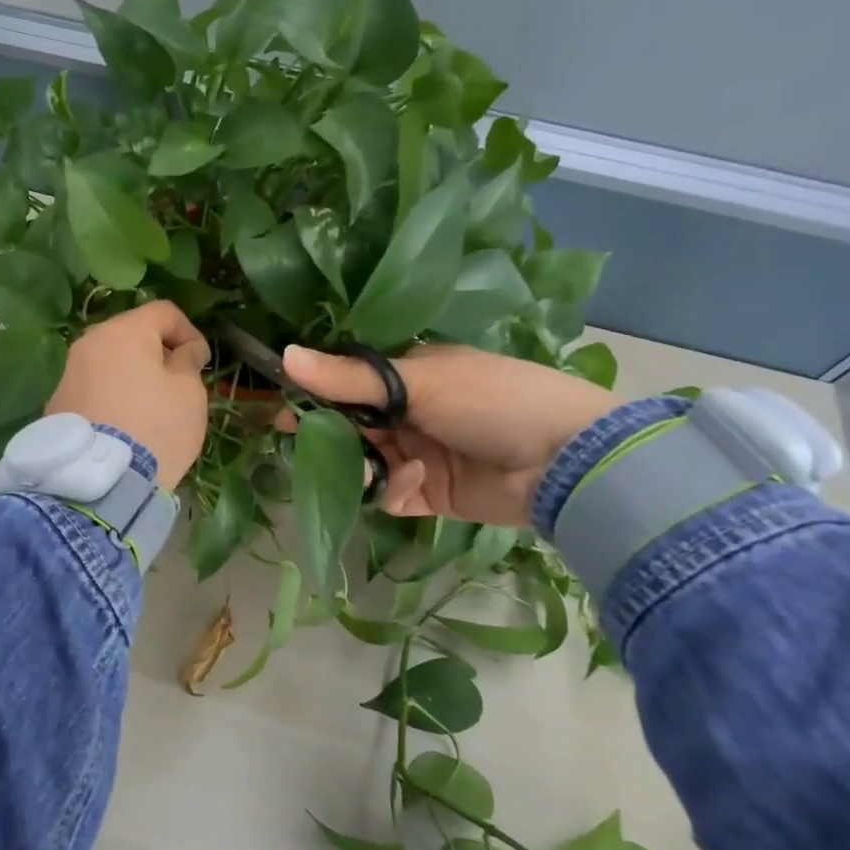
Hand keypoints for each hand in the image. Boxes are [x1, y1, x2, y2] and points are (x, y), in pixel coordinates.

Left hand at [46, 302, 210, 491]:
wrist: (100, 481)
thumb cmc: (155, 428)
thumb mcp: (189, 393)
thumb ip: (188, 362)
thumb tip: (183, 351)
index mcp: (123, 331)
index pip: (163, 312)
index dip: (189, 332)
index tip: (201, 362)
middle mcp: (89, 344)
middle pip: (130, 334)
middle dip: (157, 352)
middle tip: (178, 382)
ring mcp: (68, 374)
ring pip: (109, 362)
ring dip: (132, 375)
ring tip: (151, 407)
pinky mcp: (57, 404)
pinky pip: (93, 388)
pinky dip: (112, 397)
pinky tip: (125, 424)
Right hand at [279, 343, 618, 524]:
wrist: (566, 462)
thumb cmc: (491, 400)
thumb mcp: (418, 381)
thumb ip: (349, 377)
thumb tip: (284, 355)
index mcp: (411, 374)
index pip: (350, 378)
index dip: (316, 389)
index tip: (283, 401)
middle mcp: (411, 411)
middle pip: (350, 421)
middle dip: (326, 431)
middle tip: (295, 437)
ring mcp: (419, 453)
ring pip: (363, 459)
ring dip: (359, 462)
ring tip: (367, 465)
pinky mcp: (428, 493)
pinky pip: (390, 493)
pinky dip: (394, 489)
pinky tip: (414, 482)